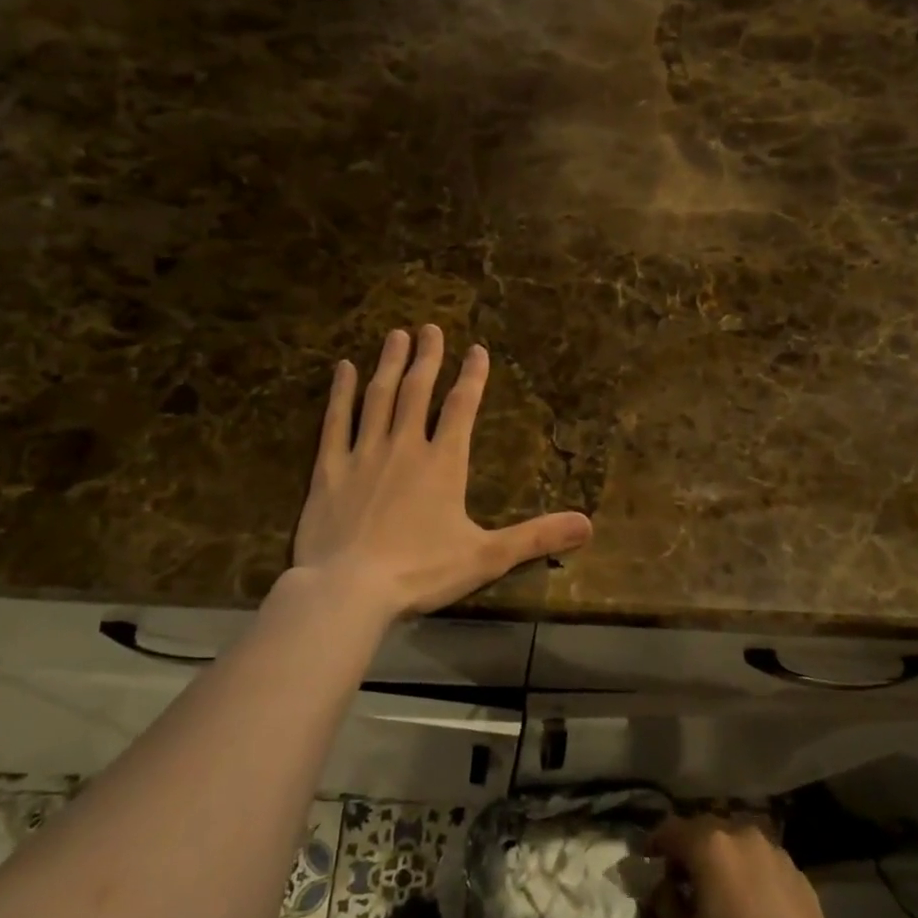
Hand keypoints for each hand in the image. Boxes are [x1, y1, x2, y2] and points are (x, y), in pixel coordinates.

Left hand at [292, 325, 592, 619]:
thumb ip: (536, 537)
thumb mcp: (487, 557)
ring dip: (390, 364)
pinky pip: (336, 421)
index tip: (477, 349)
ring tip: (396, 335)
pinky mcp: (329, 469)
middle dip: (428, 357)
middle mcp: (405, 447)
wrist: (349, 589)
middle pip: (418, 391)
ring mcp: (364, 454)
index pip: (461, 408)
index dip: (472, 376)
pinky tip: (343, 368)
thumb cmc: (421, 571)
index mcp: (443, 463)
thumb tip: (588, 525)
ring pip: (379, 397)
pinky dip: (340, 393)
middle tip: (430, 327)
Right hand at [647, 816, 855, 917]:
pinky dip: (748, 871)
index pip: (671, 829)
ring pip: (736, 841)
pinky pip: (761, 860)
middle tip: (680, 877)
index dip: (655, 842)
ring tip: (717, 888)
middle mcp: (742, 835)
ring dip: (720, 856)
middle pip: (705, 828)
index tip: (647, 860)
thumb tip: (663, 885)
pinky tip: (750, 902)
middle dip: (688, 847)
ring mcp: (774, 851)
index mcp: (710, 846)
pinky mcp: (798, 872)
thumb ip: (666, 905)